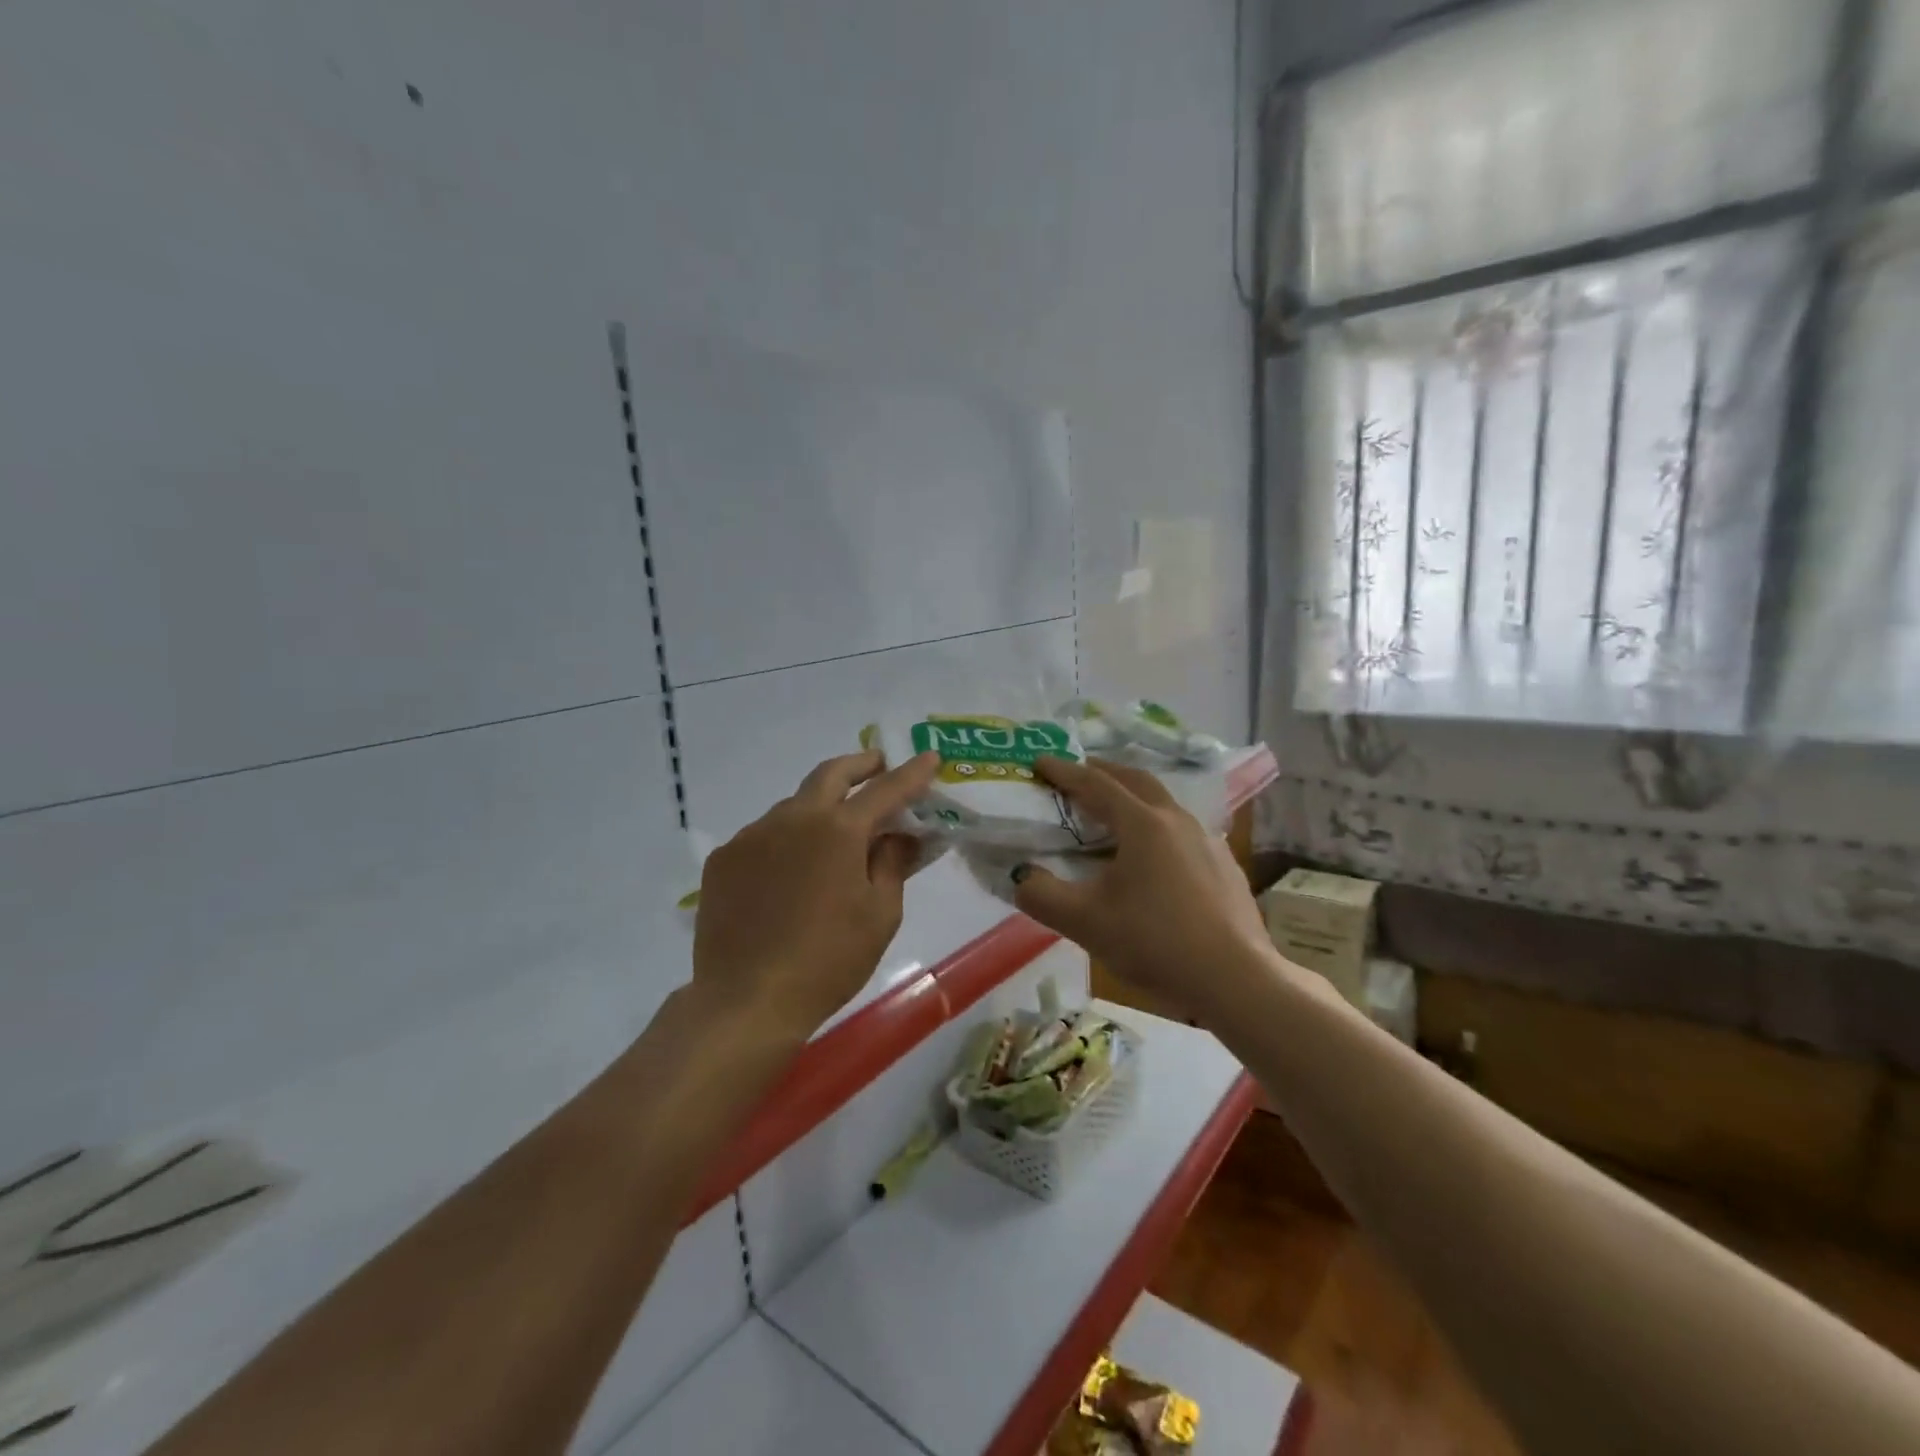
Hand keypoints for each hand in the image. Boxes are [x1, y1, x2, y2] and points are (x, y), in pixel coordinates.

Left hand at [693, 749, 939, 1039]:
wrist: (746, 1001)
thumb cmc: (829, 961)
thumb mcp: (880, 914)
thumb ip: (892, 863)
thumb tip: (899, 834)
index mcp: (838, 829)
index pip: (885, 789)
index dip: (912, 773)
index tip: (930, 757)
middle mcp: (792, 817)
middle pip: (830, 774)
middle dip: (860, 764)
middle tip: (878, 765)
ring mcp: (751, 835)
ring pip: (793, 806)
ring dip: (820, 807)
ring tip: (833, 834)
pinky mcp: (724, 859)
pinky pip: (763, 836)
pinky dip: (786, 840)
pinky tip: (790, 872)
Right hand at [1011, 757, 1273, 1022]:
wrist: (1236, 980)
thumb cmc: (1156, 943)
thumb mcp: (1084, 922)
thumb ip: (1041, 895)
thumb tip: (1020, 876)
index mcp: (1143, 824)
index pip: (1095, 784)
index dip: (1064, 772)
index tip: (1039, 762)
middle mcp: (1177, 820)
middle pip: (1135, 780)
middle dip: (1102, 772)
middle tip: (1076, 775)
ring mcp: (1206, 840)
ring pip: (1162, 803)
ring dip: (1132, 797)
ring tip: (1112, 812)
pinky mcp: (1224, 865)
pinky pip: (1181, 830)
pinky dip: (1156, 825)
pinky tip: (1152, 855)